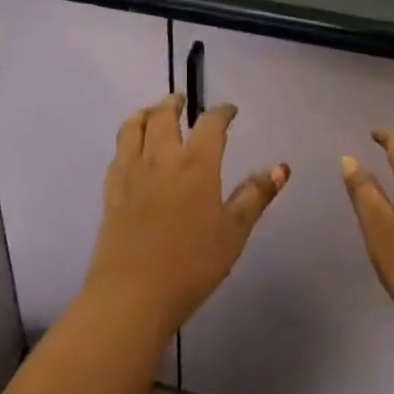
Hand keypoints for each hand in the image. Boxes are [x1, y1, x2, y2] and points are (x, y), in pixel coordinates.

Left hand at [82, 95, 287, 338]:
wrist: (132, 293)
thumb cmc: (191, 264)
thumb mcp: (233, 232)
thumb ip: (255, 196)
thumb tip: (281, 167)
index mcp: (196, 164)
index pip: (210, 124)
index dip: (221, 113)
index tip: (229, 111)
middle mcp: (162, 157)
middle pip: (164, 115)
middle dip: (175, 103)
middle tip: (182, 100)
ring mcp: (132, 170)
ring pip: (134, 126)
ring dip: (145, 112)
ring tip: (152, 112)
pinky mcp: (111, 188)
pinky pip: (118, 150)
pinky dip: (127, 138)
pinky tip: (131, 148)